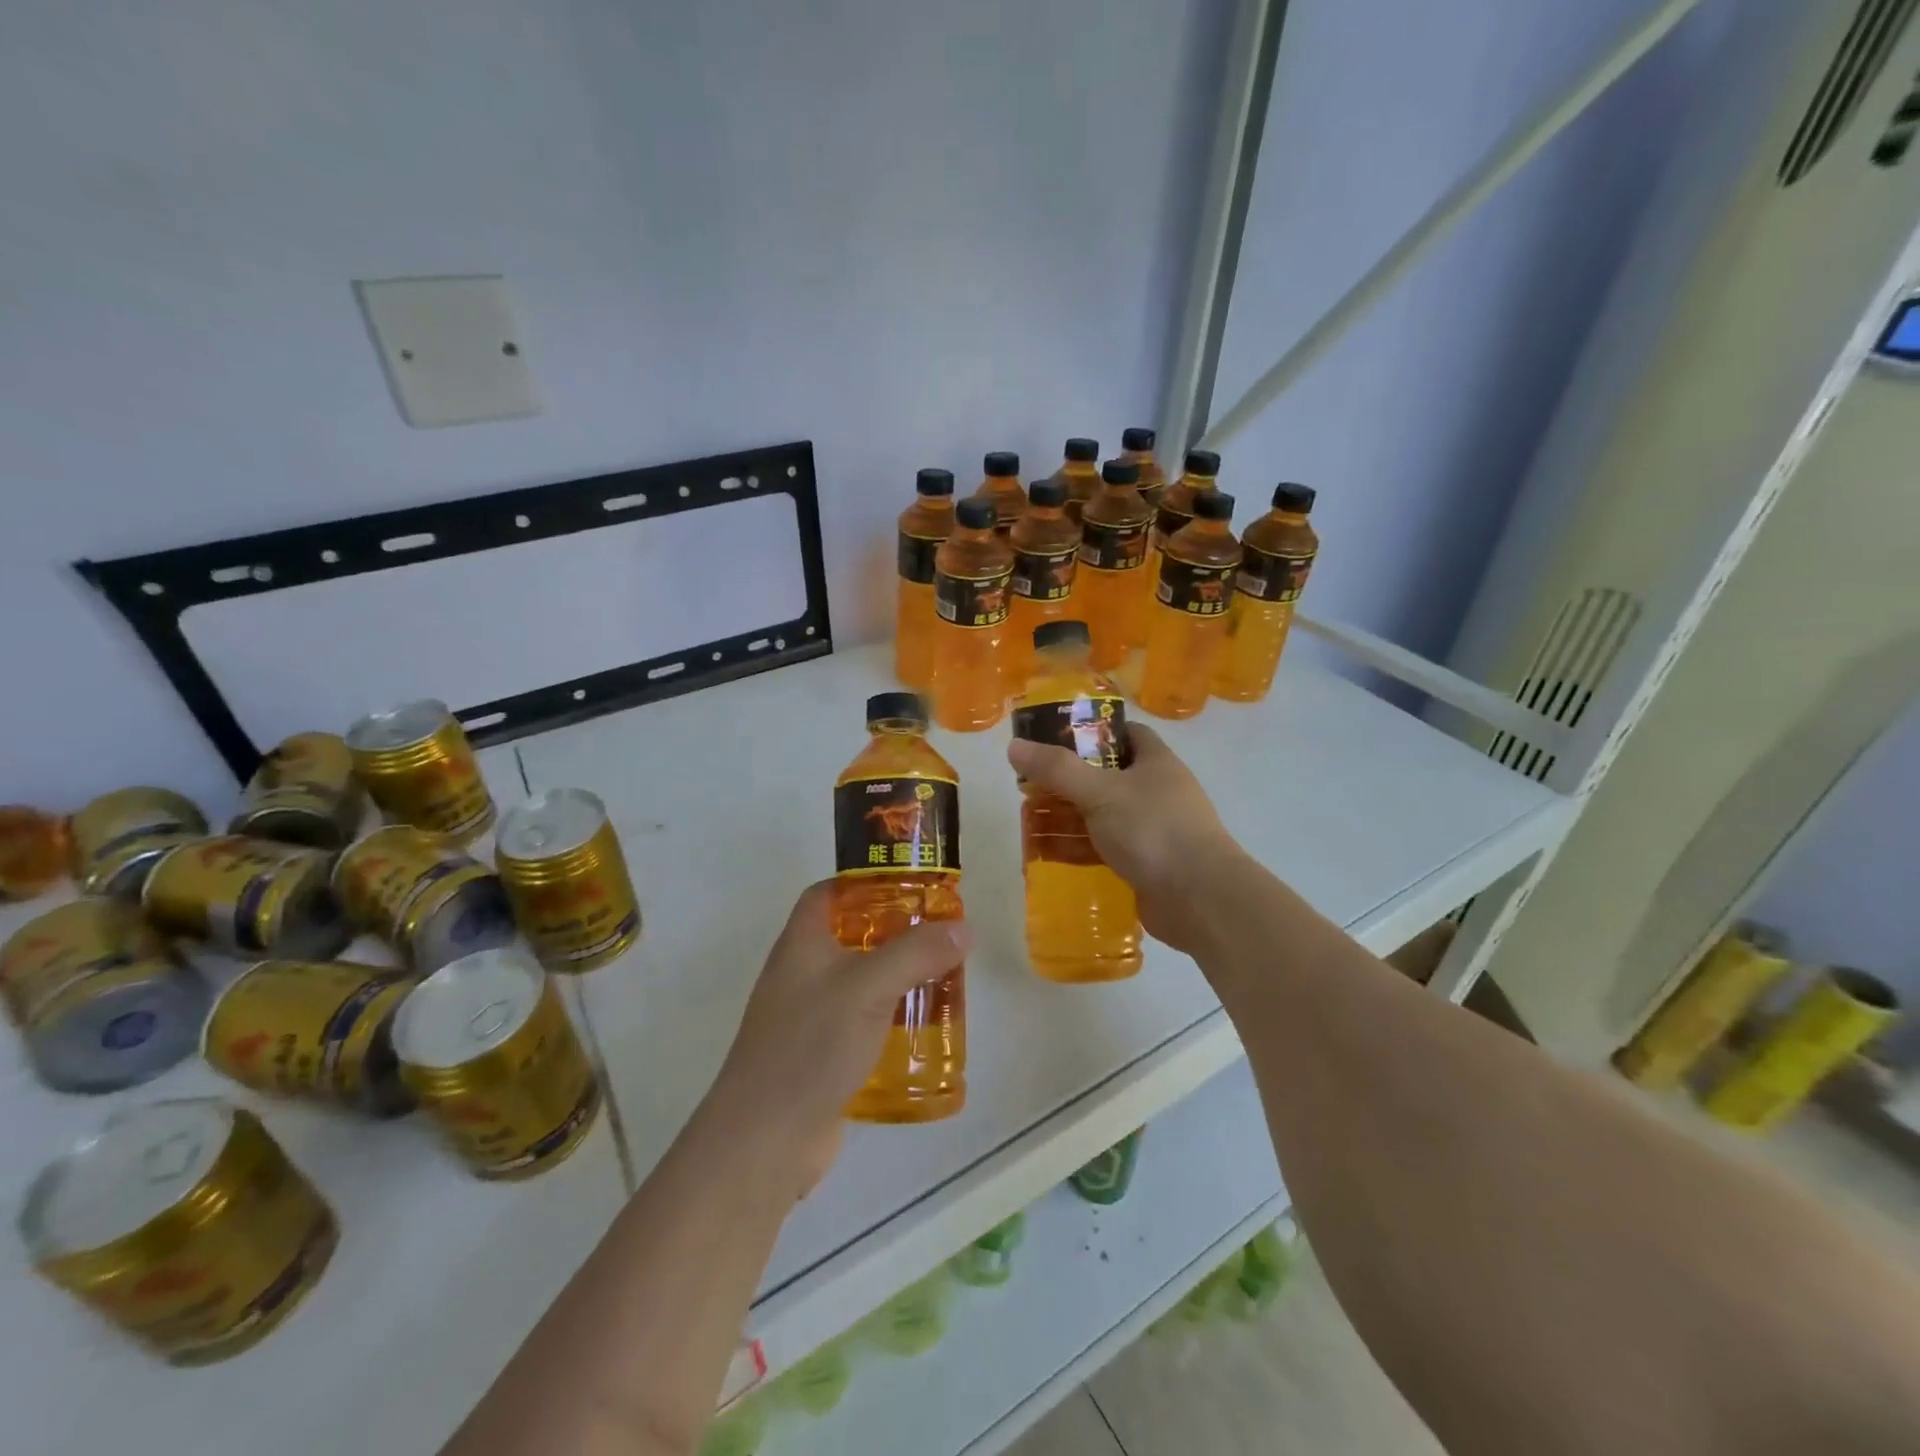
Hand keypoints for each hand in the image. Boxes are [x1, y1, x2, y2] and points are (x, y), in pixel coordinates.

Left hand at [707, 881, 970, 1196]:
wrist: (765, 1139)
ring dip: (896, 977)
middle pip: (850, 935)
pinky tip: (923, 1028)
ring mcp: (809, 1016)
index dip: (863, 882)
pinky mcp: (821, 1054)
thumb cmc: (810, 1045)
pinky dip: (890, 1018)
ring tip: (942, 977)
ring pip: (859, 981)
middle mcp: (801, 972)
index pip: (827, 893)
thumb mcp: (868, 987)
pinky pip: (861, 1022)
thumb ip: (915, 953)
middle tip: (939, 934)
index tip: (909, 886)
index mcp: (801, 943)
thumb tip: (963, 929)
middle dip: (894, 931)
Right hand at [1007, 721, 1244, 952]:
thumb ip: (1056, 769)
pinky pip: (1104, 849)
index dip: (1091, 732)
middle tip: (1029, 788)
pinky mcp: (1145, 864)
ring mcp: (1152, 830)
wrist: (1199, 899)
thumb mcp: (1100, 792)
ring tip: (1028, 823)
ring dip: (1067, 819)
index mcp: (1155, 762)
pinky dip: (1077, 850)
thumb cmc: (1153, 830)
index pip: (1124, 734)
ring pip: (1101, 816)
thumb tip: (1014, 746)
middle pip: (1104, 777)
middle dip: (1066, 782)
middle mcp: (1156, 791)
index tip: (1054, 740)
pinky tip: (1047, 856)